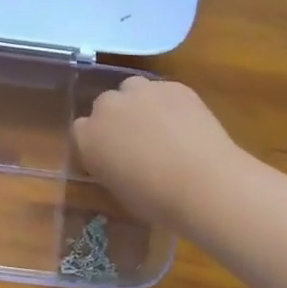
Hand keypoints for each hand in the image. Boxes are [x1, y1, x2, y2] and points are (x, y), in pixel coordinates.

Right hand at [72, 77, 245, 234]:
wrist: (205, 184)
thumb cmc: (157, 201)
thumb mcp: (119, 189)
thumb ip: (109, 165)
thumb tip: (119, 158)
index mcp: (88, 137)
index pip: (81, 129)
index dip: (97, 141)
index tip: (110, 154)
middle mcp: (108, 107)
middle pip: (105, 104)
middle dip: (117, 119)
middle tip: (137, 140)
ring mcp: (141, 92)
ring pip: (132, 89)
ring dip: (139, 103)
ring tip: (160, 126)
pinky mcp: (172, 86)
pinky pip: (162, 90)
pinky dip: (168, 102)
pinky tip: (184, 123)